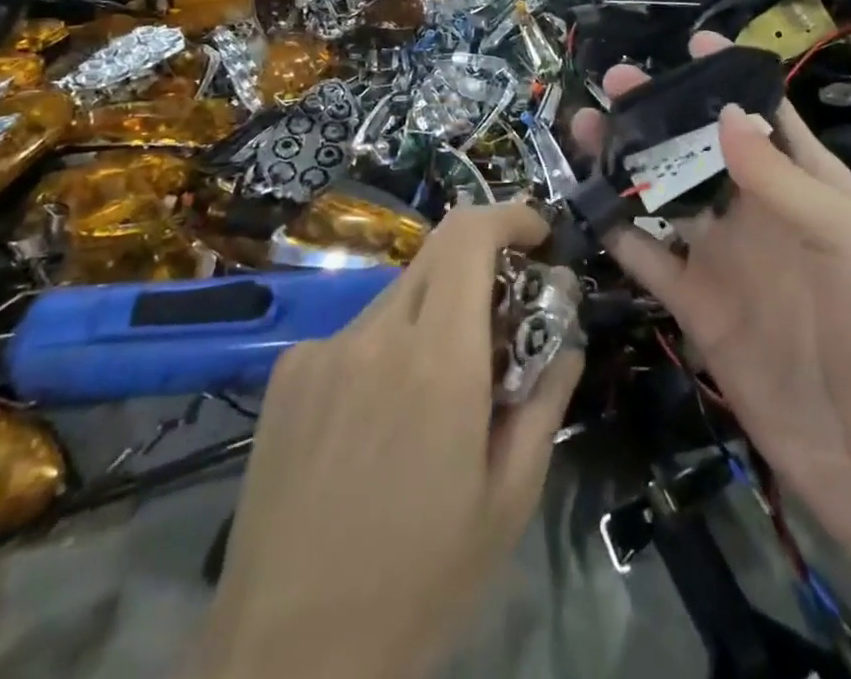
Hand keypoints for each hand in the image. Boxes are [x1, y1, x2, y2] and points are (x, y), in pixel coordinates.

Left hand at [197, 203, 582, 678]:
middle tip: (500, 325)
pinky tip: (375, 425)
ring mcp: (322, 348)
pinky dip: (385, 351)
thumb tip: (565, 337)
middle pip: (437, 255)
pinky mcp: (287, 371)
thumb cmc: (417, 582)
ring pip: (399, 297)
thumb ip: (545, 399)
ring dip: (431, 319)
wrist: (285, 659)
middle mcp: (376, 334)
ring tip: (434, 399)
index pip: (469, 236)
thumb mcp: (509, 500)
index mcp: (437, 361)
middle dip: (480, 269)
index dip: (508, 215)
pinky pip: (355, 335)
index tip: (537, 236)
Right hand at [572, 33, 850, 556]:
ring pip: (667, 196)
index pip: (768, 116)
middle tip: (615, 82)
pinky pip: (651, 260)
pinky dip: (620, 232)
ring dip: (629, 162)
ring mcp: (726, 262)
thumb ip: (785, 182)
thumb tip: (724, 114)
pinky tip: (586, 204)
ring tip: (586, 127)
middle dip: (662, 111)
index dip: (732, 78)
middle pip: (702, 148)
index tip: (693, 43)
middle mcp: (762, 215)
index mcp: (810, 188)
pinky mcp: (699, 308)